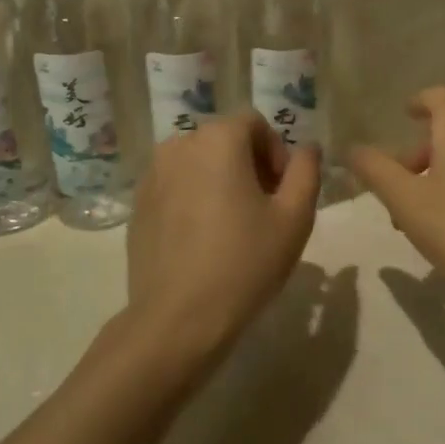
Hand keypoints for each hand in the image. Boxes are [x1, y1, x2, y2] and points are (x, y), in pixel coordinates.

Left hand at [125, 112, 321, 361]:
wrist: (178, 320)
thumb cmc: (245, 263)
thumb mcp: (295, 217)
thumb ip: (307, 171)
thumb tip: (307, 148)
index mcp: (217, 139)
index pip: (255, 124)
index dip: (277, 152)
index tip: (284, 192)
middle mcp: (179, 145)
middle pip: (225, 141)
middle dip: (250, 166)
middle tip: (265, 210)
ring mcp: (152, 176)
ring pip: (198, 164)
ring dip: (221, 181)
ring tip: (234, 226)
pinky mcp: (137, 206)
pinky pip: (176, 187)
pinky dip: (194, 200)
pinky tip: (204, 241)